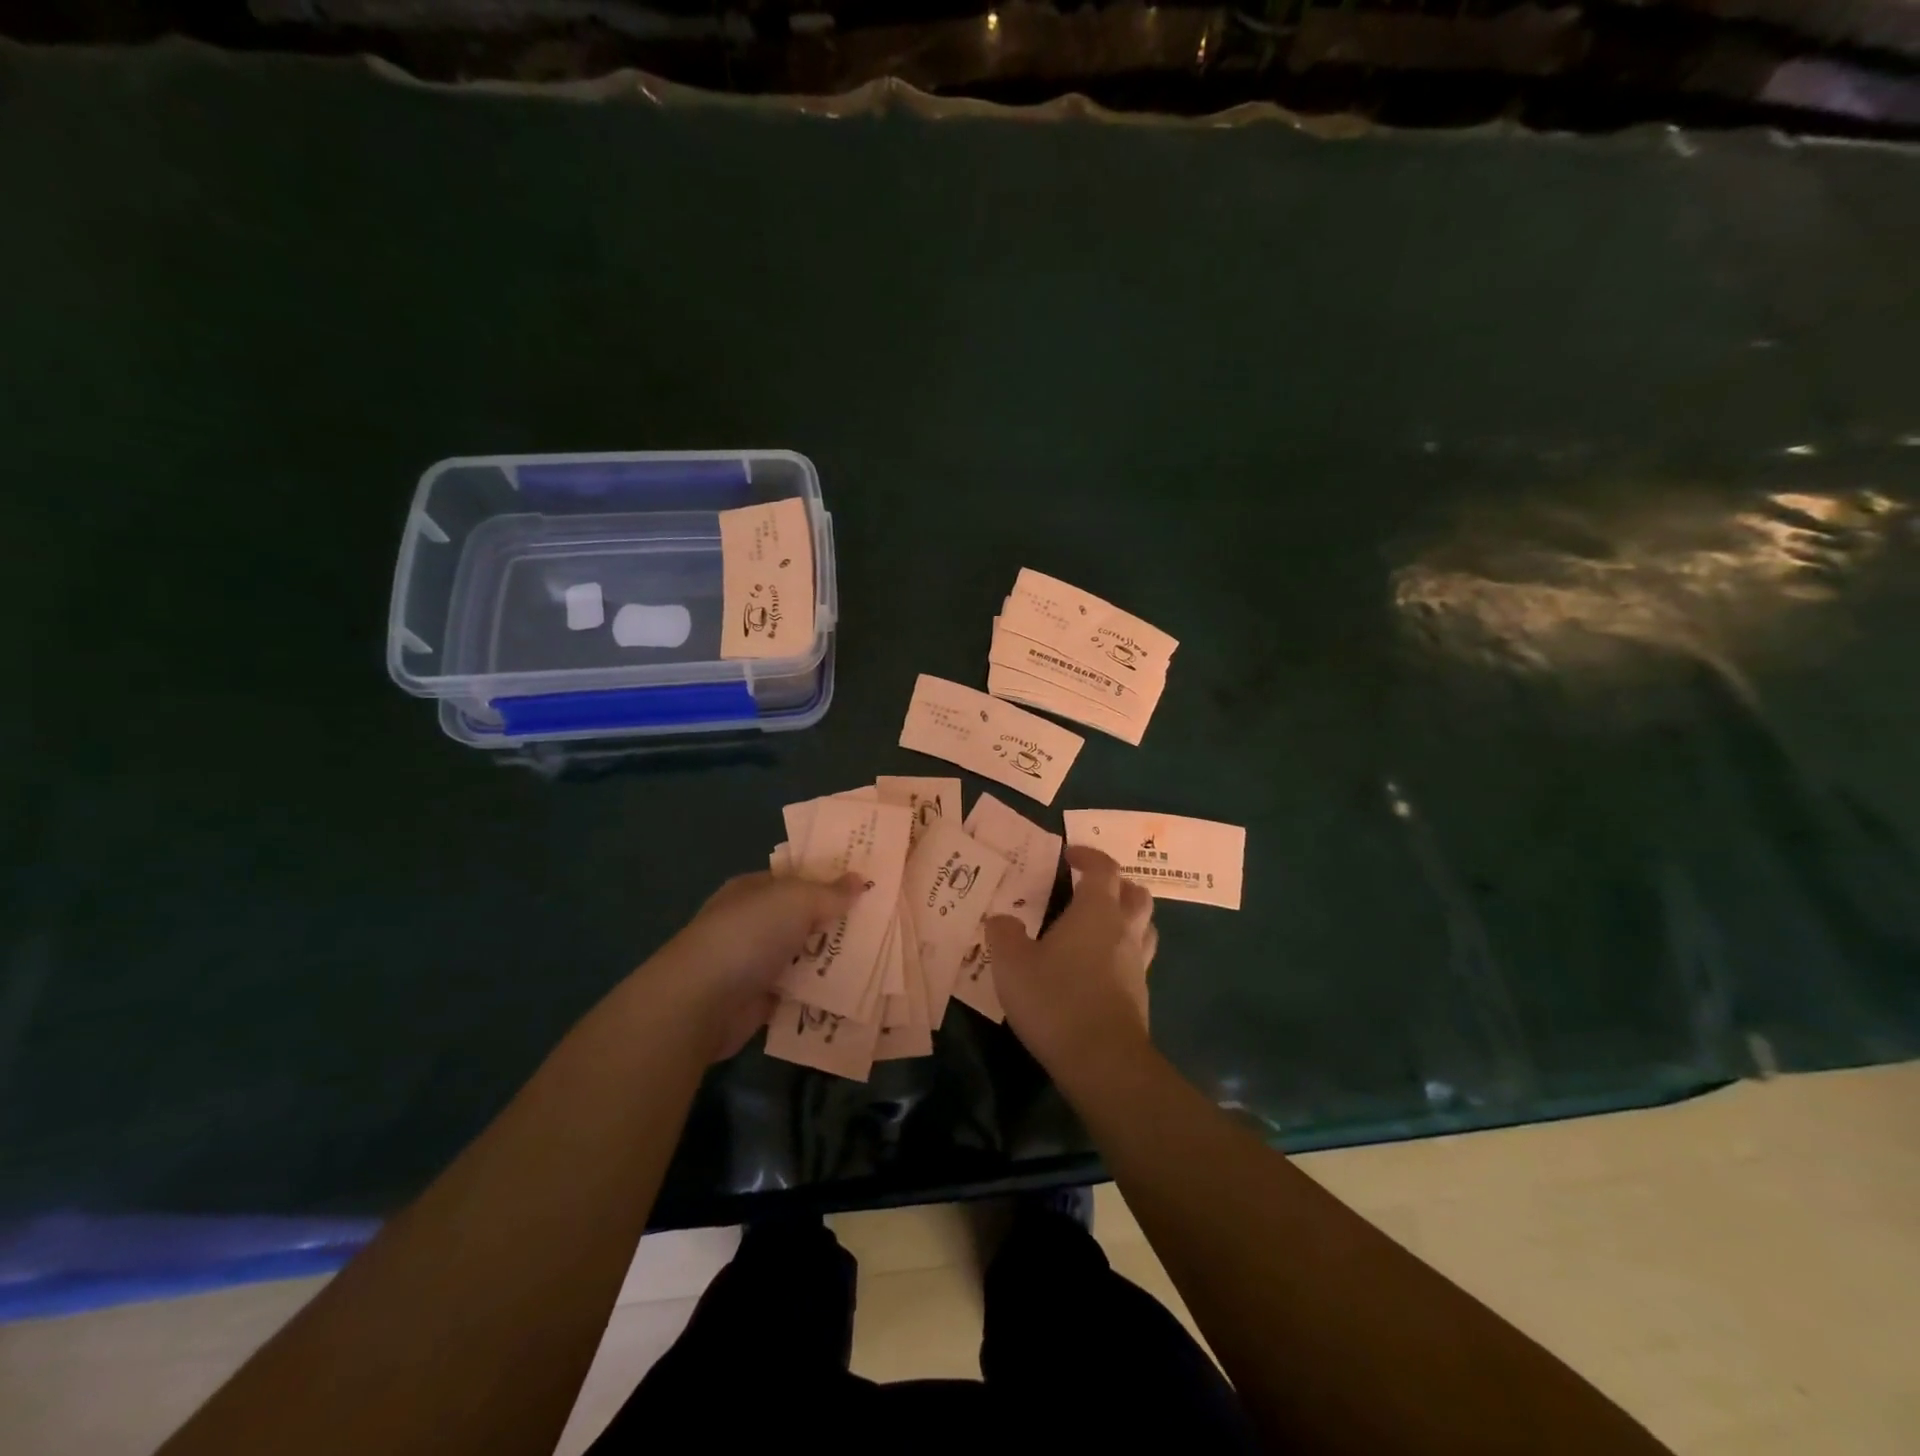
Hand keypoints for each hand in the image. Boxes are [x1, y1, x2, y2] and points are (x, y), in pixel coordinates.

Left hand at [650, 871, 860, 1060]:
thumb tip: (859, 880)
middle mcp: (754, 923)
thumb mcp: (796, 900)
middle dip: (837, 922)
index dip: (830, 880)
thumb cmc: (749, 934)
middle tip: (883, 923)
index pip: (797, 879)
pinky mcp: (761, 1000)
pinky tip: (854, 990)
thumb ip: (830, 892)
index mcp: (754, 890)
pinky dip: (821, 992)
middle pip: (804, 918)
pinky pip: (800, 991)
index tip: (868, 885)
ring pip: (804, 956)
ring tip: (879, 957)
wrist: (703, 1001)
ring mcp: (756, 962)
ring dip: (832, 958)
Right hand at [985, 846, 1157, 1077]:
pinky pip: (1137, 959)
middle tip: (1090, 888)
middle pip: (1136, 893)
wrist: (1102, 1061)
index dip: (1088, 856)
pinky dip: (1122, 951)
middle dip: (1116, 884)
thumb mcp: (1011, 964)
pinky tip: (1097, 967)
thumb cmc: (1055, 1000)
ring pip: (1144, 926)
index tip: (1069, 855)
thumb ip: (1003, 934)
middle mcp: (1124, 930)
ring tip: (1099, 924)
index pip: (1104, 868)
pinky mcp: (1140, 995)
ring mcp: (1137, 964)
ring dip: (1126, 916)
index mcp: (1096, 911)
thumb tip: (1002, 919)